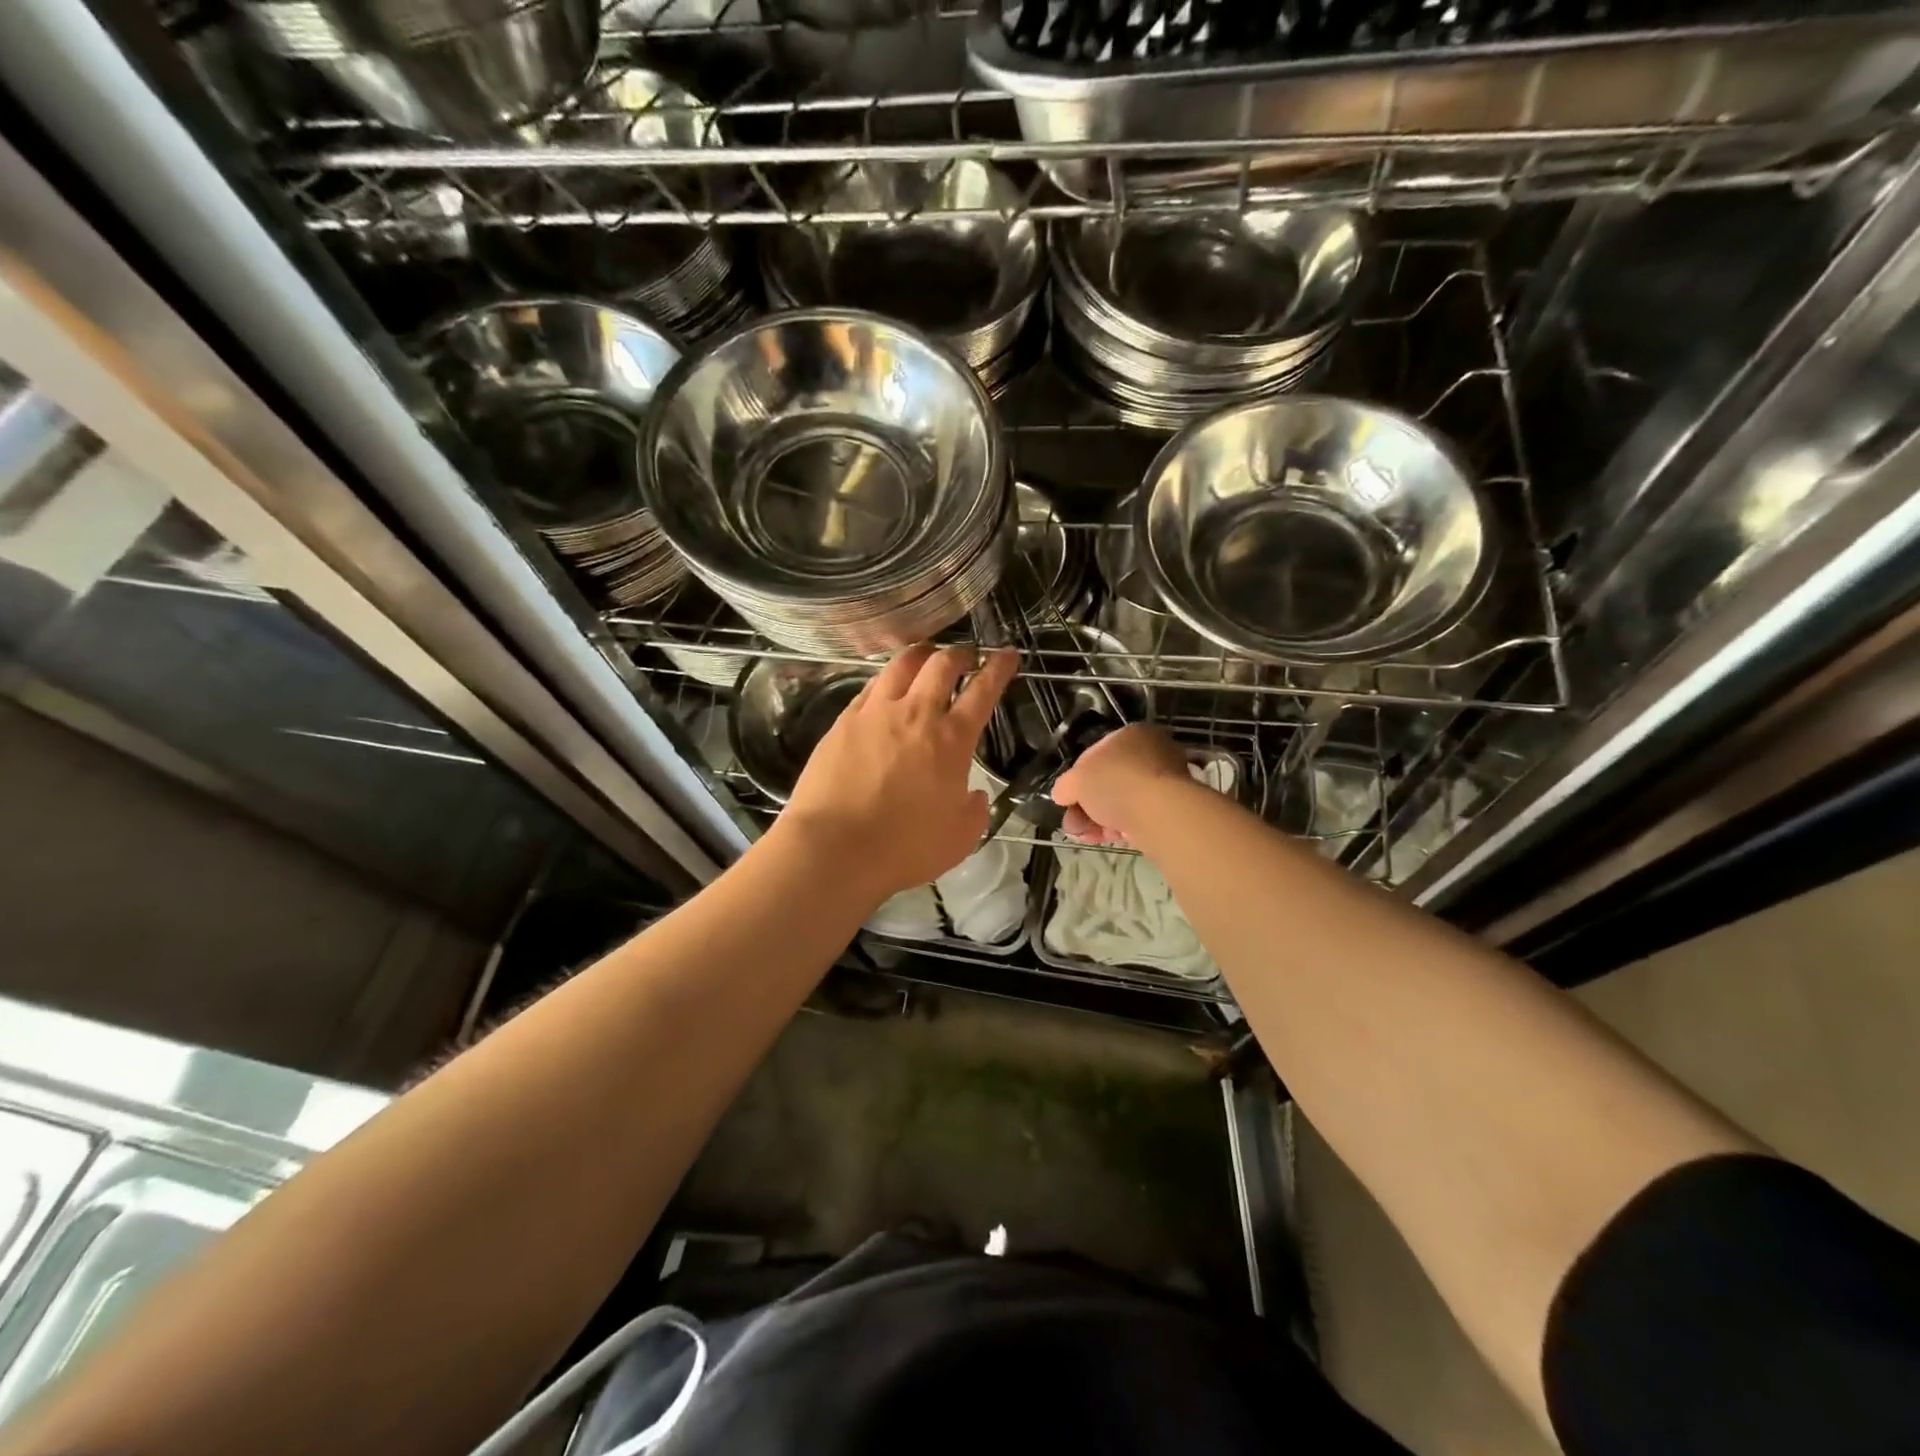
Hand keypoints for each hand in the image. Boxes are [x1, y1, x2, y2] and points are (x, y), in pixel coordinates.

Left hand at [779, 644, 1018, 903]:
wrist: (835, 848)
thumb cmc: (904, 848)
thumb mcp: (960, 838)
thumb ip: (975, 810)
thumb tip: (974, 795)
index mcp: (952, 740)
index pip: (983, 690)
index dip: (999, 668)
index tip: (1007, 655)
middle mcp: (916, 714)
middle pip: (942, 664)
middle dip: (960, 654)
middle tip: (966, 656)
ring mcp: (875, 713)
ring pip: (902, 664)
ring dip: (921, 654)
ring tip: (926, 656)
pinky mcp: (843, 721)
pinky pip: (870, 686)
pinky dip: (887, 678)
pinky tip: (886, 686)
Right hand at [1050, 723, 1191, 845]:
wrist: (1160, 812)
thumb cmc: (1116, 783)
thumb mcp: (1076, 781)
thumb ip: (1065, 786)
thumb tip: (1062, 794)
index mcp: (1131, 735)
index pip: (1094, 755)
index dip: (1076, 778)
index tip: (1066, 799)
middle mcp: (1151, 753)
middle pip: (1107, 781)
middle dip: (1086, 805)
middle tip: (1073, 823)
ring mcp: (1164, 782)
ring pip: (1121, 801)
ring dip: (1099, 820)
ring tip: (1086, 836)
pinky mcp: (1171, 809)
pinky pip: (1138, 816)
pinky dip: (1121, 828)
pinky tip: (1108, 839)